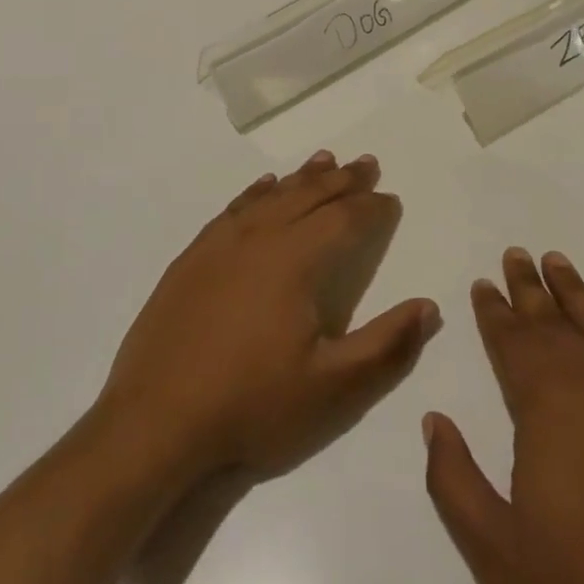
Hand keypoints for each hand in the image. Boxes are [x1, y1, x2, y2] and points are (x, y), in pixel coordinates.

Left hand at [99, 150, 440, 484]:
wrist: (154, 423)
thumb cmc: (251, 406)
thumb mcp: (332, 389)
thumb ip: (386, 345)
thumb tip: (429, 306)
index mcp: (295, 261)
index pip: (345, 220)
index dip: (373, 208)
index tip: (391, 199)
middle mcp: (259, 238)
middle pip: (309, 196)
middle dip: (343, 180)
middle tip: (367, 164)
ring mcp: (219, 245)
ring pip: (271, 196)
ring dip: (302, 178)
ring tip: (325, 161)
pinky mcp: (191, 258)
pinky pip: (233, 209)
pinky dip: (256, 192)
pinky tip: (264, 186)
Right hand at [422, 249, 583, 583]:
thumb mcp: (498, 554)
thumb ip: (454, 480)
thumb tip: (433, 421)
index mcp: (546, 401)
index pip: (511, 338)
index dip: (493, 309)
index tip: (483, 283)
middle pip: (555, 317)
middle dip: (530, 285)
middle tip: (516, 254)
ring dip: (577, 291)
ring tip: (559, 262)